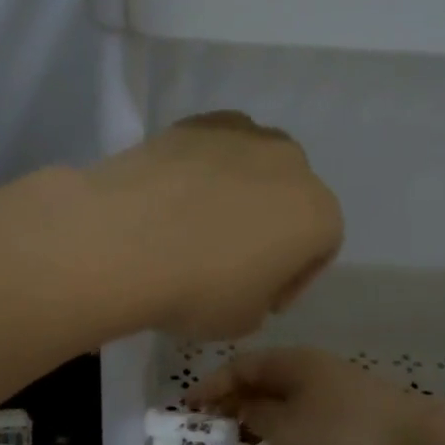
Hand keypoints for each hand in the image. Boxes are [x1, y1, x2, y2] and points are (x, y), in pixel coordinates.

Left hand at [83, 113, 341, 339]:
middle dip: (270, 225)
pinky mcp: (194, 123)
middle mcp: (290, 163)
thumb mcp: (244, 320)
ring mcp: (241, 134)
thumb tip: (246, 282)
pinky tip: (173, 198)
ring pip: (253, 166)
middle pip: (289, 197)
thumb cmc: (199, 290)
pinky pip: (212, 150)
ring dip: (238, 192)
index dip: (292, 279)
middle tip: (232, 259)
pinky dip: (202, 170)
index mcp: (317, 213)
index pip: (320, 248)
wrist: (124, 240)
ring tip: (198, 223)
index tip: (262, 300)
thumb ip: (261, 299)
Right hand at [186, 348, 429, 444]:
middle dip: (236, 409)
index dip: (211, 386)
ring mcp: (337, 394)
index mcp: (292, 362)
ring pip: (288, 408)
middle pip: (264, 384)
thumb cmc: (341, 434)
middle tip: (212, 437)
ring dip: (264, 429)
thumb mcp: (285, 428)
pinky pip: (311, 426)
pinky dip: (292, 442)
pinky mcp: (356, 420)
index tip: (187, 409)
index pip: (240, 365)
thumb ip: (255, 416)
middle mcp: (313, 371)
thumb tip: (244, 406)